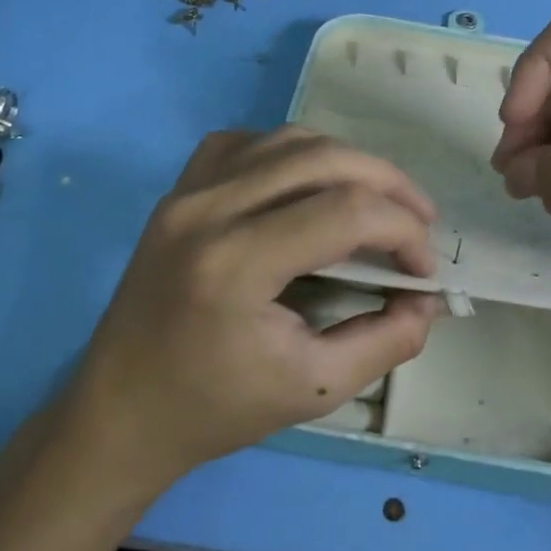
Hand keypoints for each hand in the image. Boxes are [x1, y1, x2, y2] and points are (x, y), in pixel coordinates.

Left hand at [61, 127, 442, 495]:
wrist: (121, 411)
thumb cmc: (216, 409)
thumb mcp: (315, 389)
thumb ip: (386, 341)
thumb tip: (429, 298)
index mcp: (236, 264)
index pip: (347, 212)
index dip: (403, 232)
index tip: (423, 270)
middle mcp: (208, 209)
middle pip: (325, 158)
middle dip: (390, 185)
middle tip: (420, 222)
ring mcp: (186, 192)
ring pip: (289, 140)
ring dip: (347, 162)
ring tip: (378, 201)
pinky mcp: (177, 191)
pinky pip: (246, 143)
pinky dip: (293, 154)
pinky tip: (309, 185)